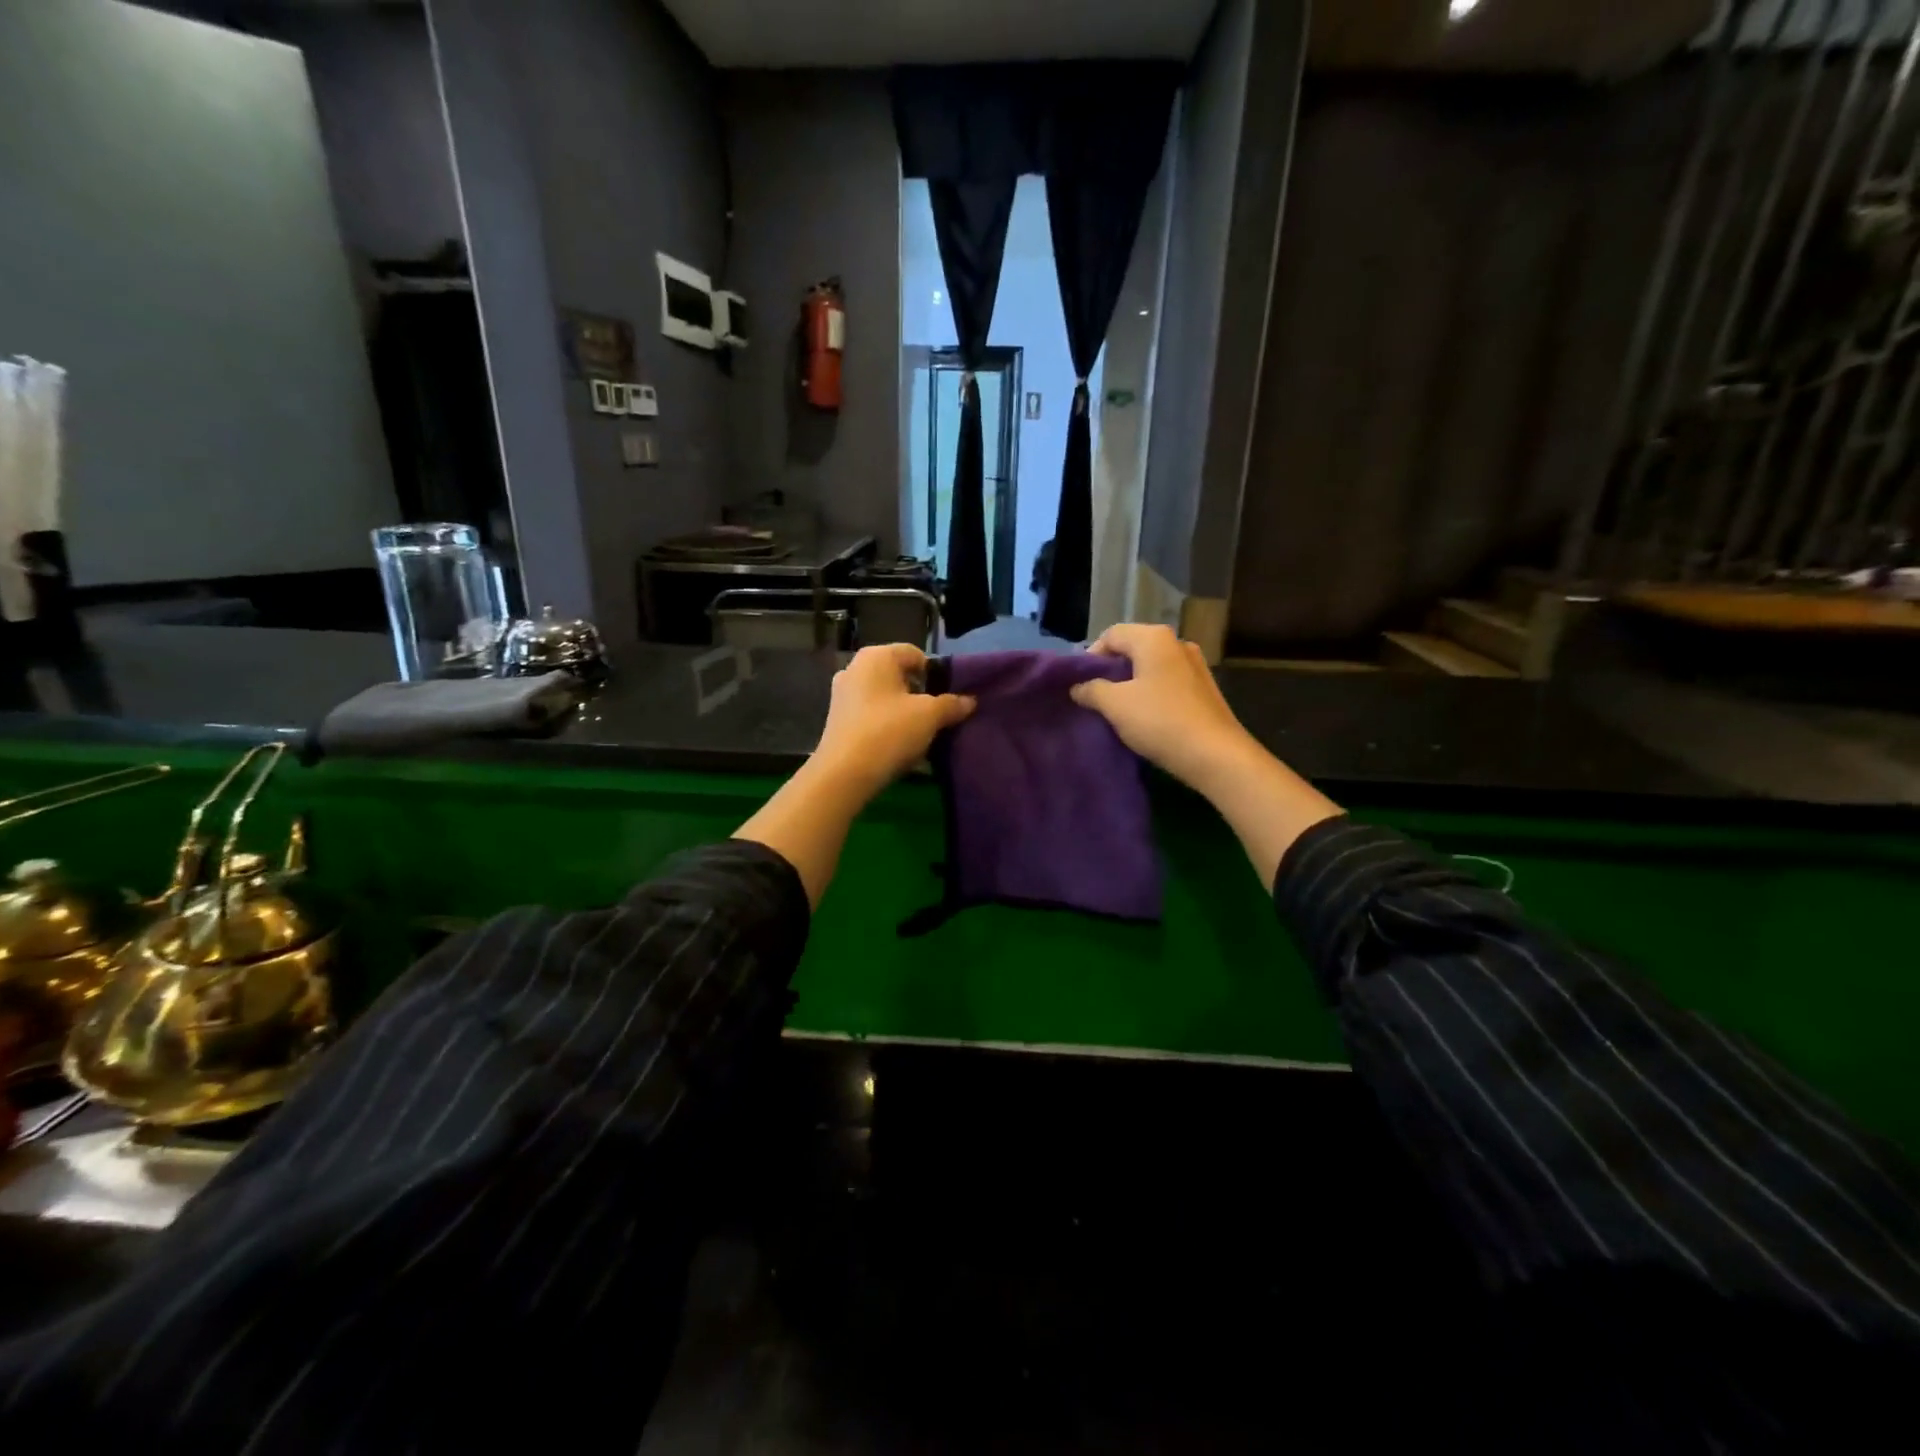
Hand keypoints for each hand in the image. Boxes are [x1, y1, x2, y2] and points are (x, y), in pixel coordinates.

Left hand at [814, 643, 975, 794]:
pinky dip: (886, 724)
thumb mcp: (930, 716)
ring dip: (903, 712)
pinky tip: (897, 745)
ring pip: (885, 697)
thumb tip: (970, 701)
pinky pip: (871, 714)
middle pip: (899, 675)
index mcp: (876, 656)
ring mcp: (842, 694)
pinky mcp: (837, 719)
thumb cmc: (889, 731)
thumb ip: (952, 704)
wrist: (845, 773)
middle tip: (936, 717)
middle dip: (919, 694)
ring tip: (919, 734)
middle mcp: (855, 667)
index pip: (916, 654)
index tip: (946, 699)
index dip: (936, 675)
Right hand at [1070, 625, 1259, 793]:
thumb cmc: (1160, 721)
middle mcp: (1177, 643)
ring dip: (1131, 683)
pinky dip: (1151, 692)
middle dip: (1110, 670)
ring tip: (1118, 708)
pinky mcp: (1204, 688)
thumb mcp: (1115, 705)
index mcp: (1154, 638)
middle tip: (1095, 696)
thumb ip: (1091, 690)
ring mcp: (1195, 665)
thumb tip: (1078, 687)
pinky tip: (1145, 716)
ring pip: (1151, 666)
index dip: (1090, 657)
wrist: (1215, 755)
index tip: (1080, 684)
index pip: (1111, 635)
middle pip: (1132, 648)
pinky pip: (1168, 681)